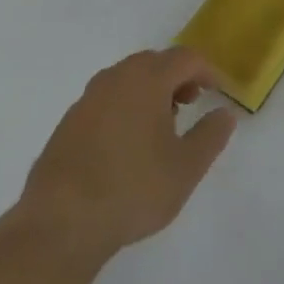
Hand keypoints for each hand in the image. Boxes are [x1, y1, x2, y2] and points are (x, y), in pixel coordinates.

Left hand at [10, 48, 236, 259]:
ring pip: (127, 80)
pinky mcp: (67, 124)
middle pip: (154, 62)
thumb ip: (211, 135)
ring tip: (160, 127)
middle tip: (190, 105)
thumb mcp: (186, 168)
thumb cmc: (132, 190)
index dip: (207, 71)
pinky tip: (126, 146)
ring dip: (149, 92)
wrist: (58, 226)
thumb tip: (224, 114)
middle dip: (177, 77)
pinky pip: (105, 101)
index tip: (217, 93)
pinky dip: (124, 108)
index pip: (185, 58)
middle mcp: (115, 79)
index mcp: (147, 79)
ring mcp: (86, 100)